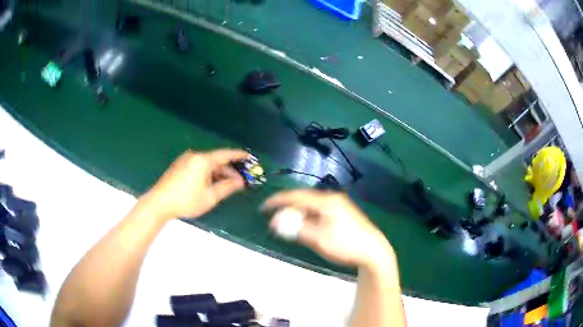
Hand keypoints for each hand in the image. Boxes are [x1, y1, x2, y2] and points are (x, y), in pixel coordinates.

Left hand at [140, 149, 248, 220]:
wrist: (159, 203)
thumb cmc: (187, 200)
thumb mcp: (210, 196)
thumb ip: (227, 187)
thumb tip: (240, 182)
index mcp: (203, 160)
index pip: (225, 154)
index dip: (239, 155)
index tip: (249, 157)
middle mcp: (194, 156)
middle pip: (216, 160)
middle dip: (229, 170)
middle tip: (239, 182)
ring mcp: (185, 160)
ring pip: (207, 164)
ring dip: (218, 173)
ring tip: (226, 185)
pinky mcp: (179, 166)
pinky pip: (198, 166)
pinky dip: (208, 173)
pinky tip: (211, 184)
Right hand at [263, 190, 394, 270]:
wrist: (373, 251)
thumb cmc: (345, 245)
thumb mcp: (318, 239)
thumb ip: (296, 229)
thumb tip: (275, 222)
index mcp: (326, 201)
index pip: (296, 196)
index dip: (277, 201)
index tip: (263, 207)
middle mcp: (332, 198)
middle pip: (303, 198)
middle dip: (287, 207)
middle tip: (274, 218)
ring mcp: (339, 205)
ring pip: (311, 205)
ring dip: (297, 212)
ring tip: (287, 223)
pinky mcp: (343, 212)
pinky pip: (319, 210)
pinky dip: (308, 216)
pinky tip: (305, 225)